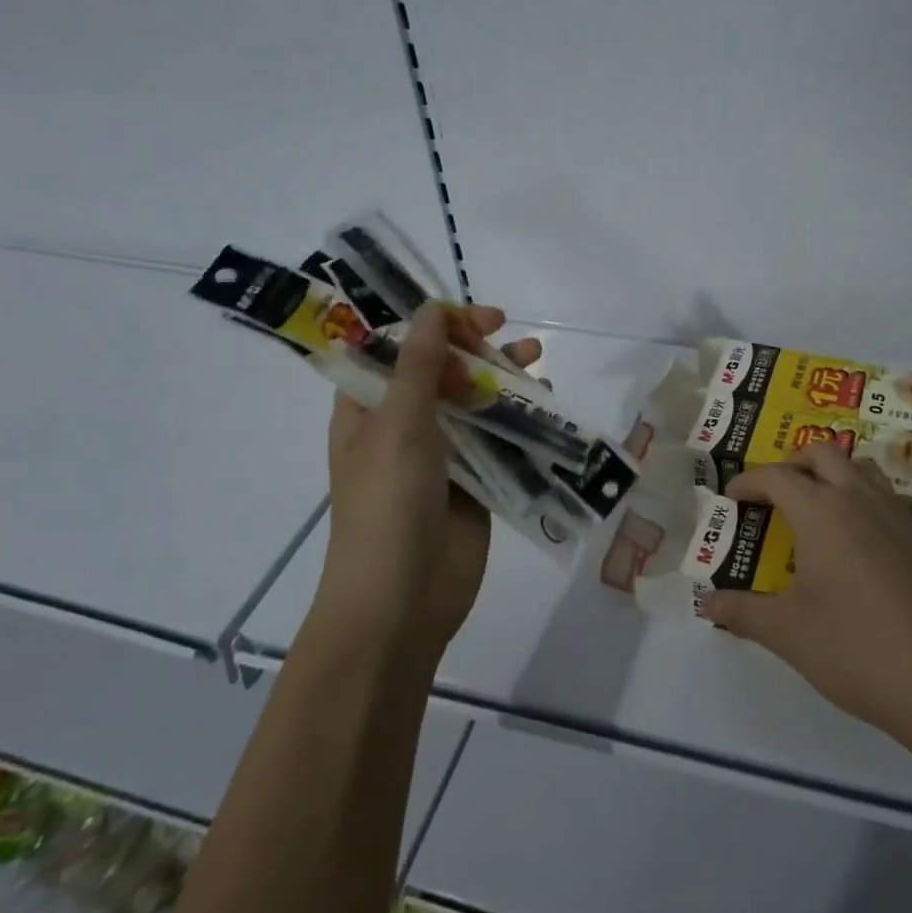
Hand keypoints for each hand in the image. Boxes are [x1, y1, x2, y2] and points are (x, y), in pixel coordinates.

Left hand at [306, 303, 541, 668]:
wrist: (401, 603)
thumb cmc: (386, 506)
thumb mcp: (398, 427)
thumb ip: (418, 366)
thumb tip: (432, 309)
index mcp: (367, 410)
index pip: (393, 349)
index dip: (429, 325)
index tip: (468, 316)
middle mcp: (402, 425)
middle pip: (440, 371)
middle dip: (473, 347)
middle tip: (506, 331)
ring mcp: (441, 454)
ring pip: (473, 402)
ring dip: (502, 378)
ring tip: (536, 360)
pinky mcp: (474, 480)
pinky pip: (498, 438)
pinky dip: (519, 418)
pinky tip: (544, 404)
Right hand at [699, 445, 911, 762]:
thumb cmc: (856, 650)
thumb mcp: (788, 633)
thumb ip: (743, 613)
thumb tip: (706, 605)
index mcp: (823, 512)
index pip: (777, 476)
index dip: (749, 481)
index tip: (731, 496)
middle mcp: (861, 500)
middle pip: (824, 454)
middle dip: (792, 463)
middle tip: (773, 493)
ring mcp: (899, 518)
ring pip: (862, 468)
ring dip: (833, 473)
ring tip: (815, 507)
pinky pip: (887, 499)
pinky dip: (863, 500)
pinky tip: (857, 544)